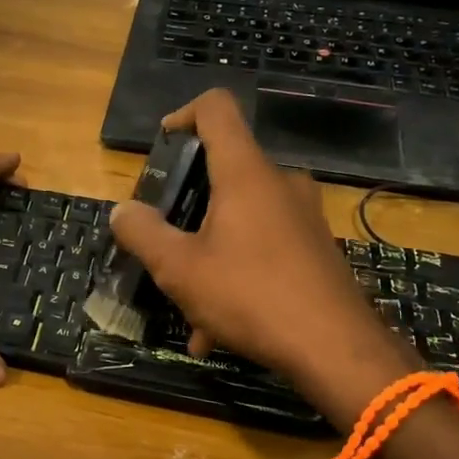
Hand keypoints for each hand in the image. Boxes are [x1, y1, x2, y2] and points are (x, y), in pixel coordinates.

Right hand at [108, 90, 414, 419]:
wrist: (336, 350)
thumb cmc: (251, 296)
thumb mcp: (179, 268)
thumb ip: (143, 233)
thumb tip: (122, 211)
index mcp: (245, 173)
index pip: (216, 108)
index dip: (183, 115)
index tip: (162, 148)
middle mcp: (279, 183)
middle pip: (224, 168)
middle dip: (187, 203)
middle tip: (164, 240)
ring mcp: (303, 216)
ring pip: (240, 218)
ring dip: (207, 251)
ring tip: (187, 303)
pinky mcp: (315, 247)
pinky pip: (263, 247)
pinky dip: (235, 274)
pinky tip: (216, 330)